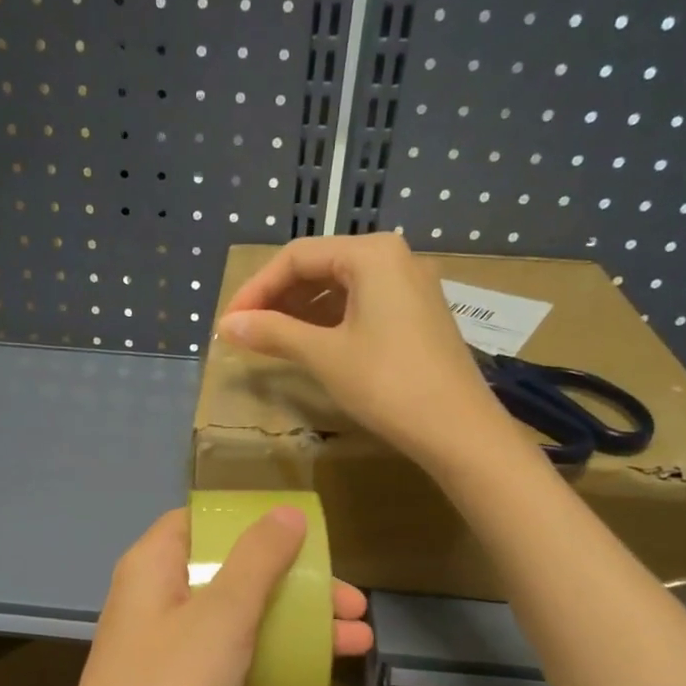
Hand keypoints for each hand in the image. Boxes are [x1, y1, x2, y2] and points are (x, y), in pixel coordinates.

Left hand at [37, 507, 371, 685]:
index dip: (250, 522)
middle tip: (352, 603)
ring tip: (357, 641)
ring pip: (235, 621)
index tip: (302, 534)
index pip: (200, 523)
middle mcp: (152, 601)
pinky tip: (313, 676)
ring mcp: (162, 653)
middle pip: (229, 573)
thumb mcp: (221, 615)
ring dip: (292, 625)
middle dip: (293, 583)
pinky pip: (227, 663)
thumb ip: (257, 559)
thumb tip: (286, 511)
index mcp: (151, 567)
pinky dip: (268, 662)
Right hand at [217, 232, 507, 470]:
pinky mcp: (419, 315)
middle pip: (321, 266)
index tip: (230, 322)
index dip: (257, 288)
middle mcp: (395, 258)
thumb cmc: (387, 384)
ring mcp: (412, 286)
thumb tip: (226, 325)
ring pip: (341, 287)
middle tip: (247, 332)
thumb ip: (273, 332)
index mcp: (372, 254)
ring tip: (271, 341)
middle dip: (278, 298)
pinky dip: (330, 321)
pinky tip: (310, 345)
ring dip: (301, 311)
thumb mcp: (324, 355)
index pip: (298, 256)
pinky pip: (363, 305)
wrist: (458, 430)